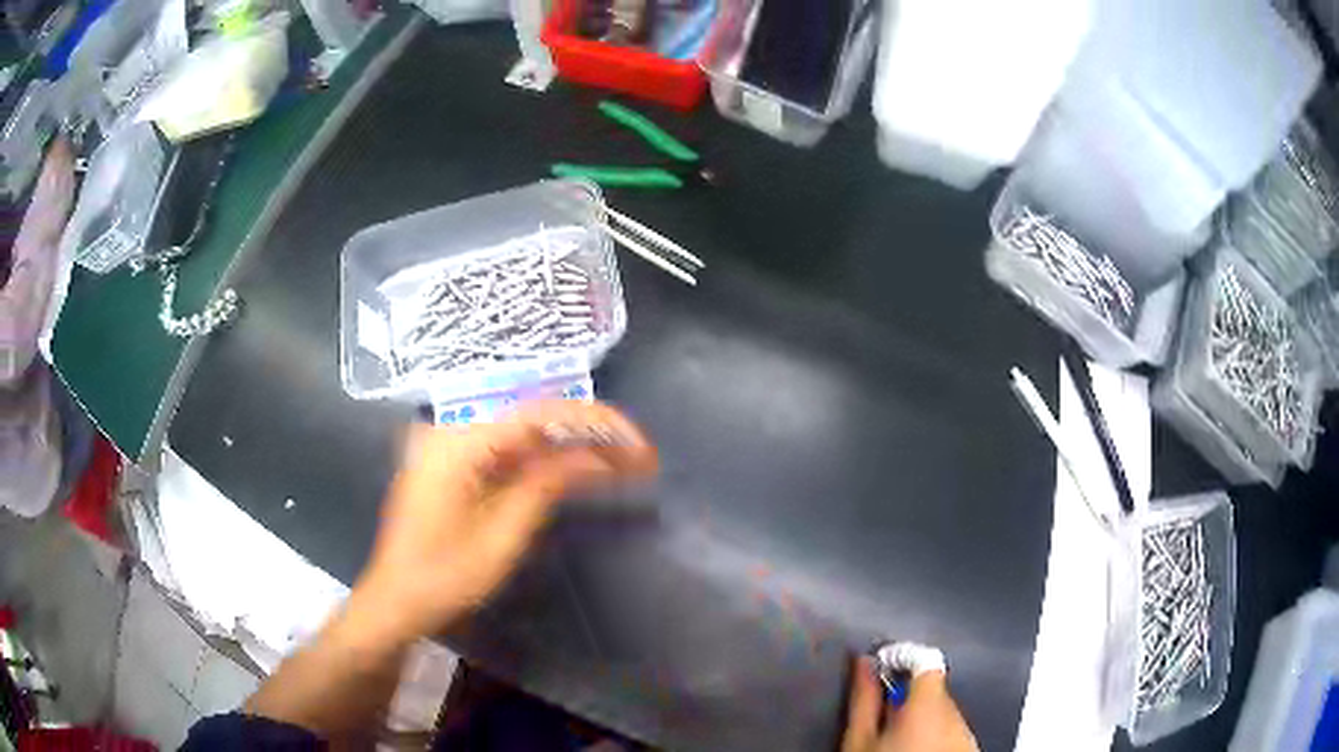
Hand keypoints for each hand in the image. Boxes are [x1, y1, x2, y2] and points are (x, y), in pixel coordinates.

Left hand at [352, 400, 658, 643]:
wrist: (396, 600)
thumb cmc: (443, 576)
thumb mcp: (502, 535)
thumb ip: (547, 485)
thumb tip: (598, 457)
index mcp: (460, 440)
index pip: (540, 413)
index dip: (596, 423)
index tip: (638, 445)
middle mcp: (455, 430)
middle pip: (535, 420)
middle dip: (591, 436)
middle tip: (640, 458)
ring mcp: (453, 448)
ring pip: (526, 437)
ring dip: (573, 451)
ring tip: (623, 466)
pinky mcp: (456, 467)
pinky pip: (509, 455)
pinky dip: (545, 466)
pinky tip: (580, 474)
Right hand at [841, 657, 979, 751]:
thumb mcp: (859, 740)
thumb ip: (863, 699)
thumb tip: (864, 663)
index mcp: (928, 703)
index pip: (924, 660)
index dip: (901, 662)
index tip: (880, 673)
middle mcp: (956, 713)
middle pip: (934, 689)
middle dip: (909, 699)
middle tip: (882, 721)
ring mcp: (967, 734)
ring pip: (944, 713)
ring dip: (923, 719)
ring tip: (898, 744)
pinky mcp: (971, 751)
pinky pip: (953, 732)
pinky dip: (936, 737)